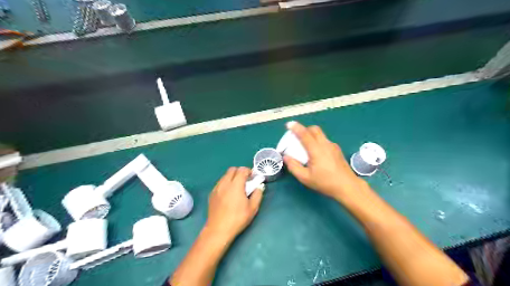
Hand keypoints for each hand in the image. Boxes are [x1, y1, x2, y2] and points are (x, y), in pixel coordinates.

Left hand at [204, 166, 264, 241]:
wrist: (218, 229)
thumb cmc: (238, 219)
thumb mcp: (253, 208)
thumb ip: (258, 194)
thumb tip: (259, 187)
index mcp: (235, 185)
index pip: (242, 170)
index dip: (249, 171)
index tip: (253, 177)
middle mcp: (225, 183)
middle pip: (232, 169)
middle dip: (240, 172)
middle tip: (245, 181)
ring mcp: (217, 188)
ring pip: (225, 175)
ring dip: (232, 177)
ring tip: (237, 188)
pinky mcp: (212, 193)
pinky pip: (220, 183)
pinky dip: (226, 183)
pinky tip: (229, 194)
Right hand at [283, 121, 361, 199]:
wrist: (348, 186)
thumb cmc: (325, 183)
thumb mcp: (305, 178)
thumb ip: (293, 166)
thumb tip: (286, 157)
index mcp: (316, 150)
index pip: (304, 134)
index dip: (296, 128)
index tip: (289, 124)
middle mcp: (325, 144)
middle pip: (314, 129)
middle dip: (304, 129)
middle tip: (297, 137)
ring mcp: (333, 146)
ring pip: (320, 134)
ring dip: (311, 135)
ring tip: (306, 146)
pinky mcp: (337, 150)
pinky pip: (325, 140)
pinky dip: (318, 141)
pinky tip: (317, 153)